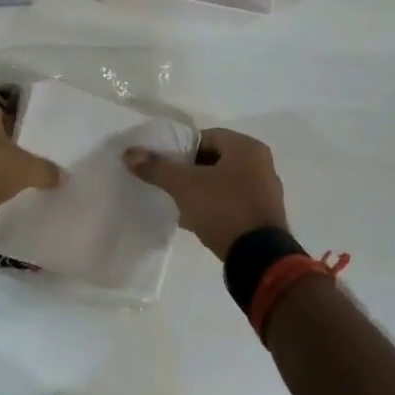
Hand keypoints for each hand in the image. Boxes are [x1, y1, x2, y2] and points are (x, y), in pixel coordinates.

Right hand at [123, 127, 288, 259]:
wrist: (259, 258)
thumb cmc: (223, 209)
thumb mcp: (184, 186)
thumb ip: (156, 168)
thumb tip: (129, 153)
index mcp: (246, 147)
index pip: (206, 136)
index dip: (181, 148)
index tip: (164, 164)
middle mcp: (261, 163)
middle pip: (214, 158)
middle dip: (189, 170)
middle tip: (169, 183)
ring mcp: (266, 191)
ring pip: (223, 182)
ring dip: (201, 189)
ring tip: (179, 202)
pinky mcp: (264, 215)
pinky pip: (232, 201)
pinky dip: (214, 206)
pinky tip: (196, 219)